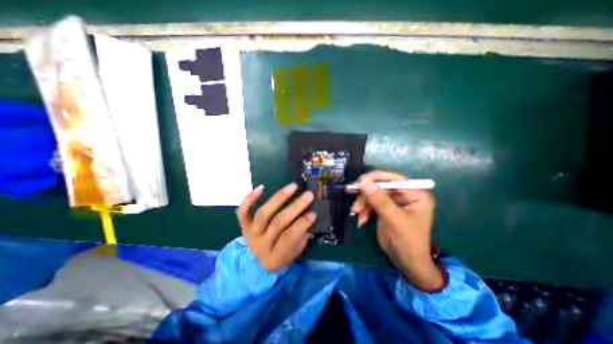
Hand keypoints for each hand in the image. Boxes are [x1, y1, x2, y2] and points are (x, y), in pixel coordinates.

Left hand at [237, 181, 318, 271]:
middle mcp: (259, 245)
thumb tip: (309, 215)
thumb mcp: (294, 253)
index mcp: (274, 257)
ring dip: (279, 198)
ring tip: (293, 186)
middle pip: (277, 223)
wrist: (257, 262)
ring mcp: (249, 233)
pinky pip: (243, 211)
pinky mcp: (243, 225)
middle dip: (295, 207)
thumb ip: (301, 236)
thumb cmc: (281, 255)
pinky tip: (262, 187)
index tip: (314, 213)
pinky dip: (250, 198)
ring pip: (263, 213)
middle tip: (308, 195)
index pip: (289, 238)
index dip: (302, 224)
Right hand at [352, 171, 443, 291]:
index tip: (359, 182)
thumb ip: (379, 200)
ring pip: (373, 194)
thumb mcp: (394, 220)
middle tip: (355, 201)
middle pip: (381, 186)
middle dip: (366, 194)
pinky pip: (371, 202)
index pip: (394, 179)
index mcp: (415, 194)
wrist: (406, 263)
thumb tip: (364, 181)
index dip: (376, 178)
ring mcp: (394, 201)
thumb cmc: (407, 242)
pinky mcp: (385, 207)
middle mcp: (405, 195)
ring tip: (357, 213)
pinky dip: (364, 209)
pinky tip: (362, 219)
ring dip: (363, 203)